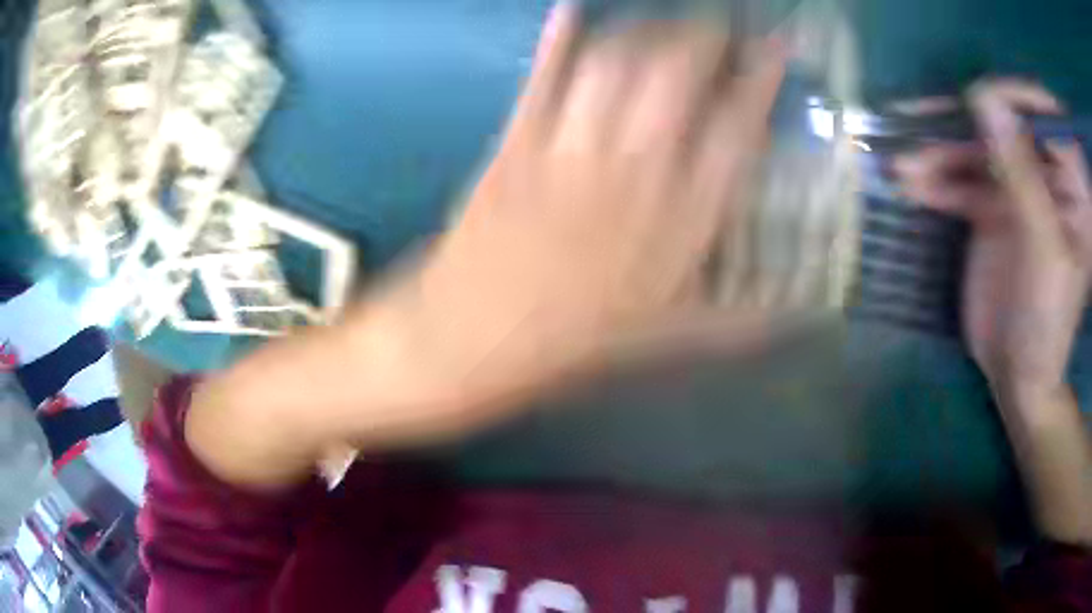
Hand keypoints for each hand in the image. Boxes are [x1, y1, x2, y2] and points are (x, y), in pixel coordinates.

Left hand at [418, 3, 785, 387]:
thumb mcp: (669, 340)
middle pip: (675, 76)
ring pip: (614, 65)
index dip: (760, 79)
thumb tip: (799, 318)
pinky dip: (558, 40)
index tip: (773, 46)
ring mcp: (569, 148)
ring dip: (643, 31)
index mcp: (679, 220)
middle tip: (715, 25)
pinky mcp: (515, 142)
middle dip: (702, 38)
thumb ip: (739, 325)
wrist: (472, 338)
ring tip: (661, 22)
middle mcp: (633, 170)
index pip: (736, 128)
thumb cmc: (574, 342)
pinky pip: (542, 79)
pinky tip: (571, 11)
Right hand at [893, 79, 1091, 400]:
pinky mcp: (991, 210)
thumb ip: (1022, 175)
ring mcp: (1017, 191)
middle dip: (964, 124)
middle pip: (1005, 126)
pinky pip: (962, 182)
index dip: (1014, 97)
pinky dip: (936, 182)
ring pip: (978, 151)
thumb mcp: (1043, 250)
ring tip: (904, 167)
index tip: (977, 97)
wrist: (1019, 378)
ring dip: (940, 155)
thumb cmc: (1047, 323)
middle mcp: (1046, 176)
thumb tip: (985, 99)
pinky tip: (911, 187)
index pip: (1045, 116)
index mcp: (1070, 185)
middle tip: (920, 120)